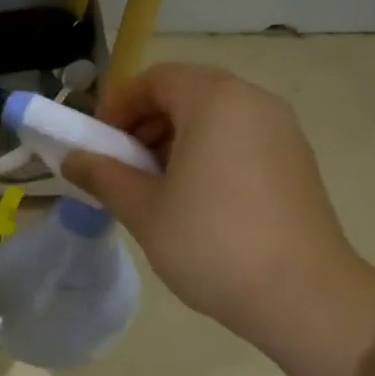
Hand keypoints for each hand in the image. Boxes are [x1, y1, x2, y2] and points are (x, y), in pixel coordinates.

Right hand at [62, 64, 372, 347]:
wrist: (303, 296)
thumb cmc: (212, 244)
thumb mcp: (144, 210)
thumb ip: (103, 176)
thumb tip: (71, 159)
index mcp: (215, 101)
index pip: (155, 79)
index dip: (118, 106)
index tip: (98, 145)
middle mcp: (253, 102)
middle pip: (186, 92)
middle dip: (145, 124)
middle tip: (123, 167)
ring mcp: (282, 130)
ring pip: (214, 117)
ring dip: (175, 140)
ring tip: (156, 188)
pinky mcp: (296, 160)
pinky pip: (240, 138)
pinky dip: (208, 153)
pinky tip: (196, 200)